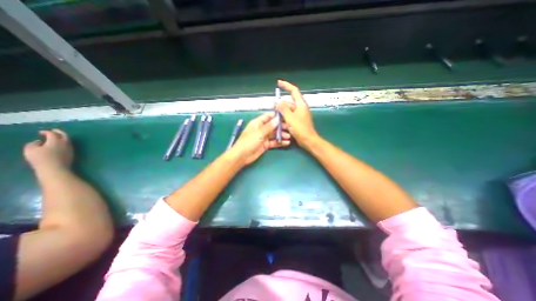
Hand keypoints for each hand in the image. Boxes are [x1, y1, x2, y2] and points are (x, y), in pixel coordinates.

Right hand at [23, 128, 72, 171]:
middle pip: (64, 135)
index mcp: (56, 140)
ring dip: (62, 137)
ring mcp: (70, 148)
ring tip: (56, 138)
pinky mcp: (72, 153)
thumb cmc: (41, 158)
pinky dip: (64, 143)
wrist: (55, 168)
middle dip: (59, 132)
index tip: (41, 132)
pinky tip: (59, 145)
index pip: (53, 133)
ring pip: (68, 140)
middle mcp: (66, 143)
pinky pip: (68, 145)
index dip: (47, 132)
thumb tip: (39, 142)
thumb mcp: (30, 149)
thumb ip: (33, 143)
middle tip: (54, 130)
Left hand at [229, 111, 288, 165]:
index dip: (276, 116)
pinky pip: (274, 142)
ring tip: (289, 136)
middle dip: (281, 126)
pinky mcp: (265, 145)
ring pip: (274, 134)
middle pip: (273, 126)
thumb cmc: (248, 142)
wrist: (242, 156)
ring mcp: (263, 137)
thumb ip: (269, 127)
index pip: (268, 117)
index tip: (286, 116)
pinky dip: (280, 142)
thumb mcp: (259, 133)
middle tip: (289, 128)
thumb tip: (277, 119)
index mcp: (257, 123)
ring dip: (281, 135)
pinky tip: (286, 143)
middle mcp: (261, 129)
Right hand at [276, 79, 317, 144]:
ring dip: (282, 113)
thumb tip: (276, 102)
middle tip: (273, 108)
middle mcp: (300, 108)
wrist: (308, 140)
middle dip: (281, 104)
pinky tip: (279, 122)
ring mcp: (299, 114)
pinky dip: (284, 118)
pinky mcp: (297, 120)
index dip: (286, 85)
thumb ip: (283, 109)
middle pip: (289, 102)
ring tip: (275, 116)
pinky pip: (289, 116)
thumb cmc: (300, 128)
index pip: (293, 91)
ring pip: (288, 110)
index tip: (279, 83)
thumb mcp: (290, 118)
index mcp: (300, 104)